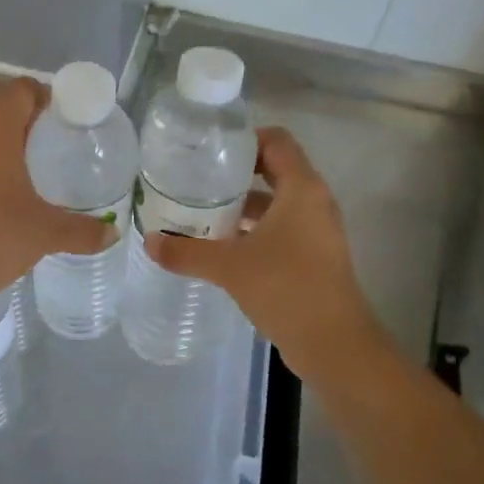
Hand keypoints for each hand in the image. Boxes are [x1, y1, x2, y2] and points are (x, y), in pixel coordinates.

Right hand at [146, 127, 382, 379]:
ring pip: (276, 204)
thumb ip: (187, 252)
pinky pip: (281, 229)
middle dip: (236, 175)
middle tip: (197, 181)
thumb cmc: (286, 287)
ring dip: (243, 206)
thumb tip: (150, 241)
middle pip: (275, 170)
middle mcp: (314, 202)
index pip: (277, 141)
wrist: (333, 344)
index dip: (245, 139)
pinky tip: (223, 247)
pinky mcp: (314, 256)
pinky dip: (254, 230)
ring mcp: (317, 231)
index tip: (209, 152)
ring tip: (202, 213)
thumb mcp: (229, 267)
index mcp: (302, 188)